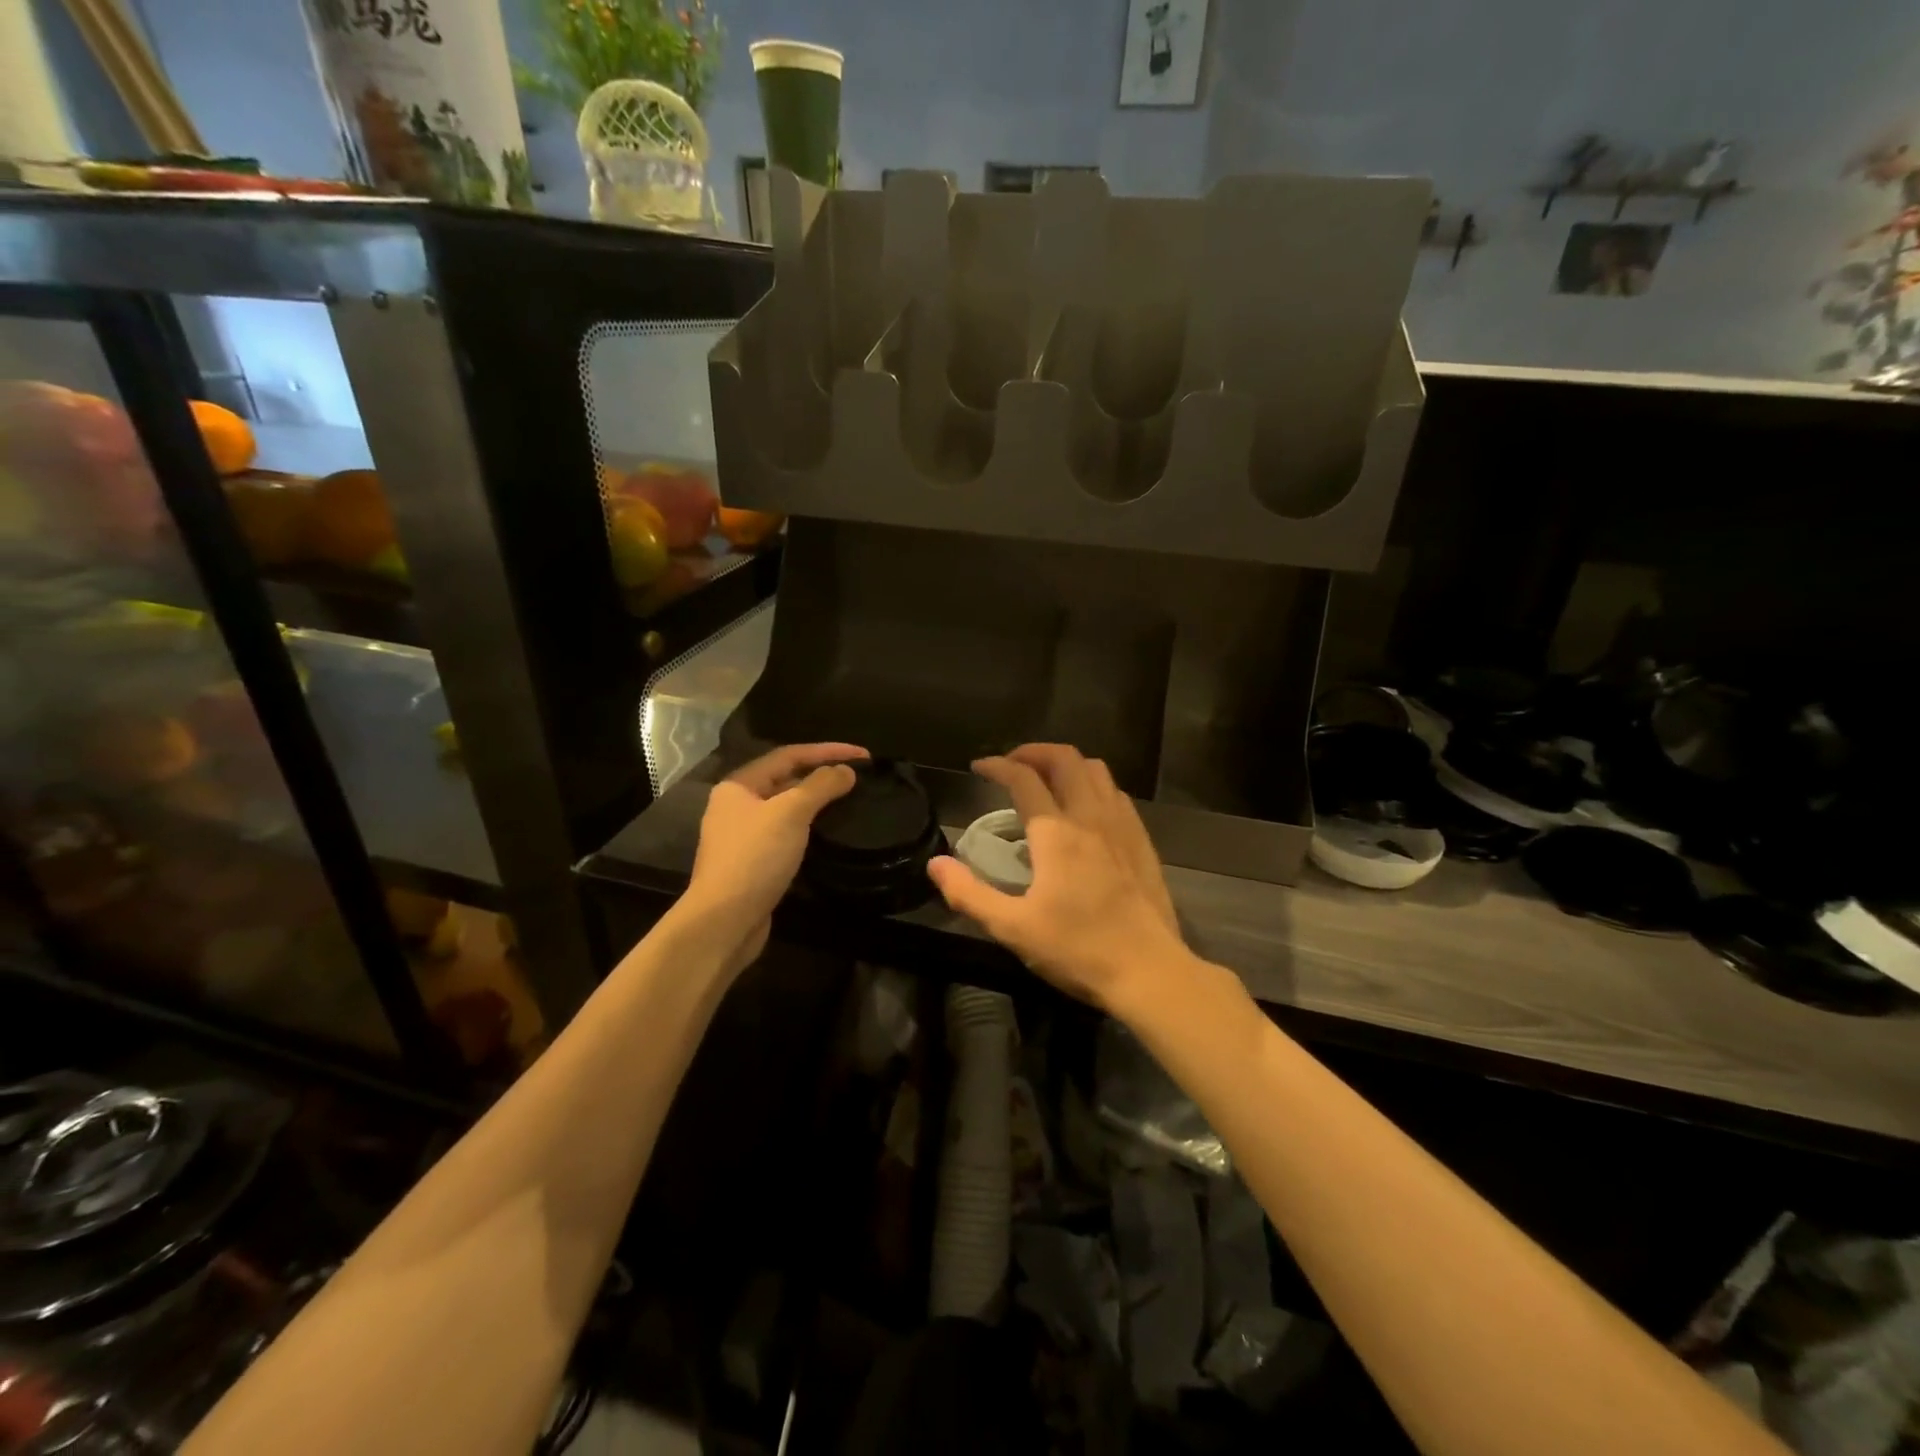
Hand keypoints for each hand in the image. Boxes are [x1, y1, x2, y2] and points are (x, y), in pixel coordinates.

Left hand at [683, 742, 867, 974]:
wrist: (724, 921)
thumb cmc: (755, 858)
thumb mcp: (791, 813)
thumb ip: (821, 786)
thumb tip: (846, 771)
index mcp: (738, 786)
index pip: (789, 755)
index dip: (827, 751)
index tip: (863, 754)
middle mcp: (736, 806)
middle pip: (786, 780)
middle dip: (822, 774)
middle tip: (858, 776)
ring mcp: (743, 837)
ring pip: (787, 809)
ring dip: (817, 802)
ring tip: (850, 800)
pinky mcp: (753, 864)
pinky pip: (786, 834)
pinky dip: (809, 828)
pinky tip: (829, 833)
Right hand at [927, 744, 1186, 1011]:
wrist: (1149, 971)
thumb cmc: (1077, 949)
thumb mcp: (1013, 928)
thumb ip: (969, 893)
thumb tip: (936, 864)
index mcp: (1056, 833)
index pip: (1024, 778)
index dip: (998, 766)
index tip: (979, 767)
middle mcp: (1090, 817)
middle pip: (1065, 759)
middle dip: (1033, 752)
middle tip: (1012, 765)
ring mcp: (1122, 826)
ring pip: (1096, 770)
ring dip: (1066, 764)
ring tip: (1046, 779)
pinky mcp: (1142, 841)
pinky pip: (1116, 793)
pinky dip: (1093, 785)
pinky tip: (1085, 808)